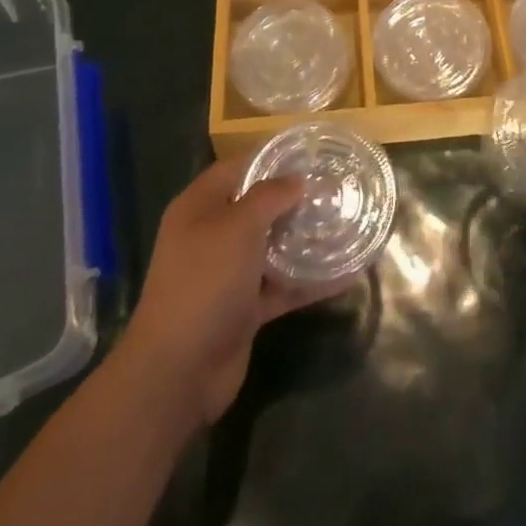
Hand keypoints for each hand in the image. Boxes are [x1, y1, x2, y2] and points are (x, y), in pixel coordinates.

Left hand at [121, 156, 350, 424]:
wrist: (178, 372)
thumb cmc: (204, 282)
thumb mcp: (237, 227)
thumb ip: (269, 197)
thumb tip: (297, 180)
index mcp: (200, 206)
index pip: (238, 167)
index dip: (272, 157)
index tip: (311, 153)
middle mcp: (212, 235)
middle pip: (258, 207)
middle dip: (294, 198)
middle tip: (336, 188)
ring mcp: (228, 274)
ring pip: (273, 247)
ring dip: (305, 239)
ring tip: (346, 223)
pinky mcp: (244, 308)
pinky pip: (282, 286)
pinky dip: (309, 281)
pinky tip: (346, 274)